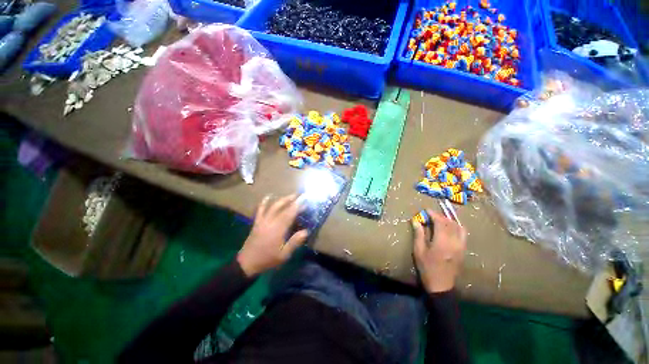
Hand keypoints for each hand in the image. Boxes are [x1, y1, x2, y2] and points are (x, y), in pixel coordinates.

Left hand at [237, 195, 307, 276]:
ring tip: (291, 196)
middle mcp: (270, 221)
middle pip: (282, 206)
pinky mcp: (257, 222)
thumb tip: (306, 231)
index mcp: (278, 229)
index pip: (290, 213)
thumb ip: (295, 242)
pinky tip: (268, 197)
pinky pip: (260, 209)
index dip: (298, 206)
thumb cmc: (267, 259)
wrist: (247, 263)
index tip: (305, 200)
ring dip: (282, 199)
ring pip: (273, 206)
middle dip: (292, 199)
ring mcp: (262, 220)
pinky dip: (264, 202)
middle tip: (300, 195)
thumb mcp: (284, 255)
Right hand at [412, 210, 466, 292]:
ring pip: (458, 227)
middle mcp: (454, 242)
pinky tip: (450, 227)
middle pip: (450, 223)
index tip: (426, 210)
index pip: (440, 222)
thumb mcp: (419, 251)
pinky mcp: (463, 250)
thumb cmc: (427, 267)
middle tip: (431, 215)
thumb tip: (415, 221)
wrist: (441, 285)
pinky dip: (457, 227)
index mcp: (442, 242)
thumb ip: (418, 234)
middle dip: (440, 216)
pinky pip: (463, 234)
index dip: (433, 214)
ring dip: (449, 220)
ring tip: (440, 219)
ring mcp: (461, 246)